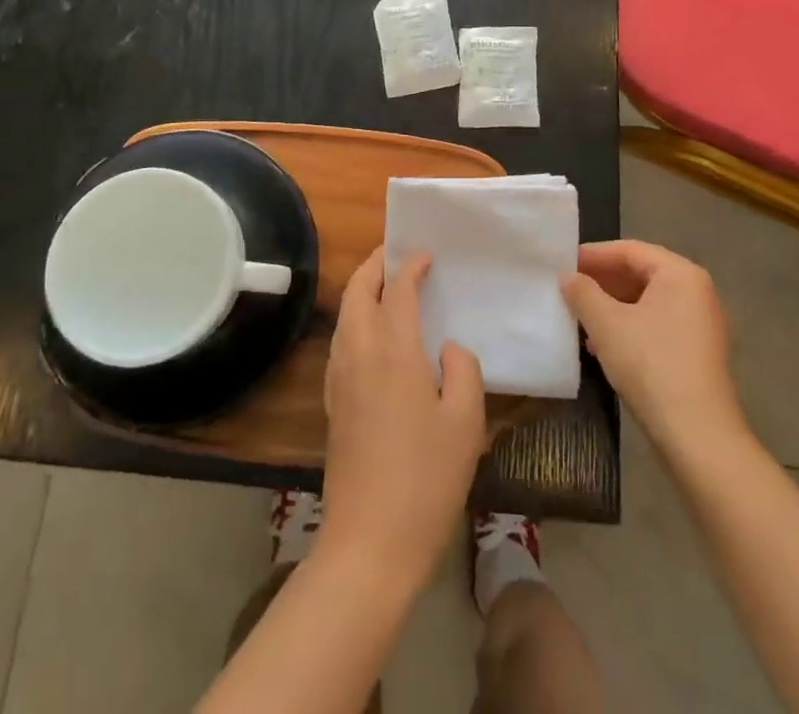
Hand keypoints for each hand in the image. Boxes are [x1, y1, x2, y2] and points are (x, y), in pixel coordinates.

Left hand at [320, 252, 486, 589]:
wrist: (370, 542)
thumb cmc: (426, 478)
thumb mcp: (466, 422)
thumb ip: (463, 369)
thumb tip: (448, 347)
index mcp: (393, 349)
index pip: (398, 289)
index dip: (412, 266)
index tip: (427, 255)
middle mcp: (359, 352)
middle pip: (358, 291)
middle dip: (375, 265)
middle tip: (397, 255)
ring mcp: (339, 377)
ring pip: (345, 314)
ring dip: (362, 289)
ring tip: (387, 286)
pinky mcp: (333, 401)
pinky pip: (341, 340)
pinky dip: (355, 318)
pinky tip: (374, 334)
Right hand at [563, 239, 744, 454]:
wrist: (698, 436)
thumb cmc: (651, 365)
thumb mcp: (606, 324)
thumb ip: (583, 293)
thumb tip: (568, 277)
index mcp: (681, 274)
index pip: (630, 250)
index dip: (594, 255)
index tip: (564, 263)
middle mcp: (697, 291)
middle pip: (641, 273)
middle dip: (603, 281)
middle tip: (569, 288)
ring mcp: (701, 324)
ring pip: (648, 301)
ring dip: (612, 306)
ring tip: (580, 317)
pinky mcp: (698, 353)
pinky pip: (657, 324)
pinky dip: (629, 326)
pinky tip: (602, 345)